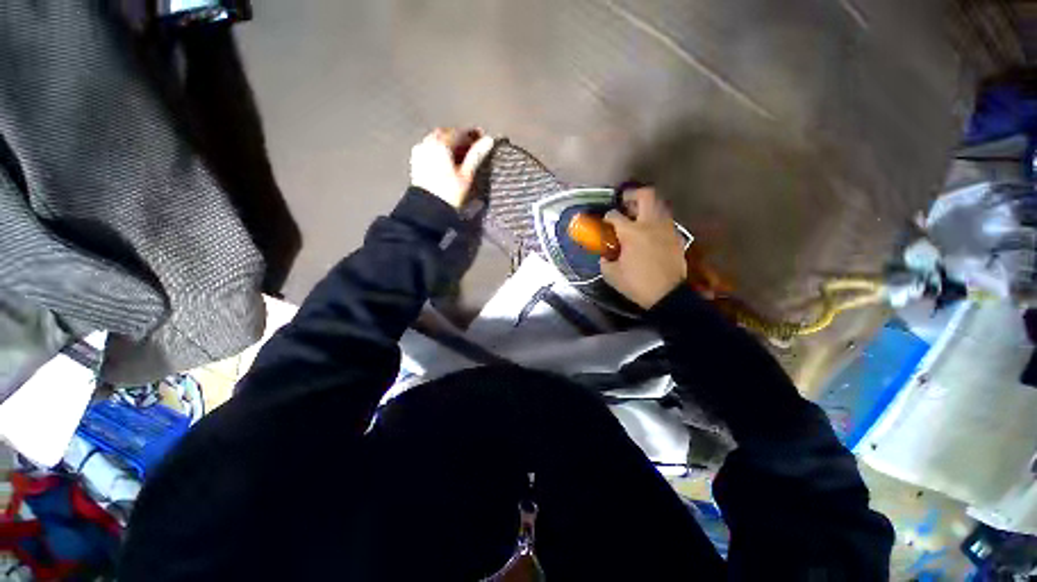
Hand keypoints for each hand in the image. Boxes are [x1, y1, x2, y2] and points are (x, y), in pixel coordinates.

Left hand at [410, 128, 494, 208]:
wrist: (428, 209)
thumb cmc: (449, 193)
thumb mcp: (466, 174)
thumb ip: (476, 155)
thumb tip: (489, 140)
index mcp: (440, 143)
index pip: (459, 132)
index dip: (472, 134)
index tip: (483, 137)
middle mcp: (428, 143)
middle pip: (447, 134)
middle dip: (460, 138)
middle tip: (473, 145)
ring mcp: (420, 151)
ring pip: (438, 140)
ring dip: (451, 144)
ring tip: (463, 154)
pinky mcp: (417, 161)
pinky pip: (430, 148)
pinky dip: (441, 150)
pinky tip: (449, 160)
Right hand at [600, 188, 687, 308]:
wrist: (668, 295)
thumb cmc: (637, 284)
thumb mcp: (611, 274)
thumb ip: (604, 260)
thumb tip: (605, 254)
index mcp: (632, 232)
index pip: (615, 215)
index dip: (607, 217)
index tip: (605, 222)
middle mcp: (651, 224)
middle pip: (646, 195)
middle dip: (633, 194)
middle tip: (625, 203)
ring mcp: (667, 228)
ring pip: (659, 205)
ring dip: (646, 206)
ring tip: (637, 217)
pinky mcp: (676, 236)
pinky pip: (665, 219)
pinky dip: (656, 220)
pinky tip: (650, 232)